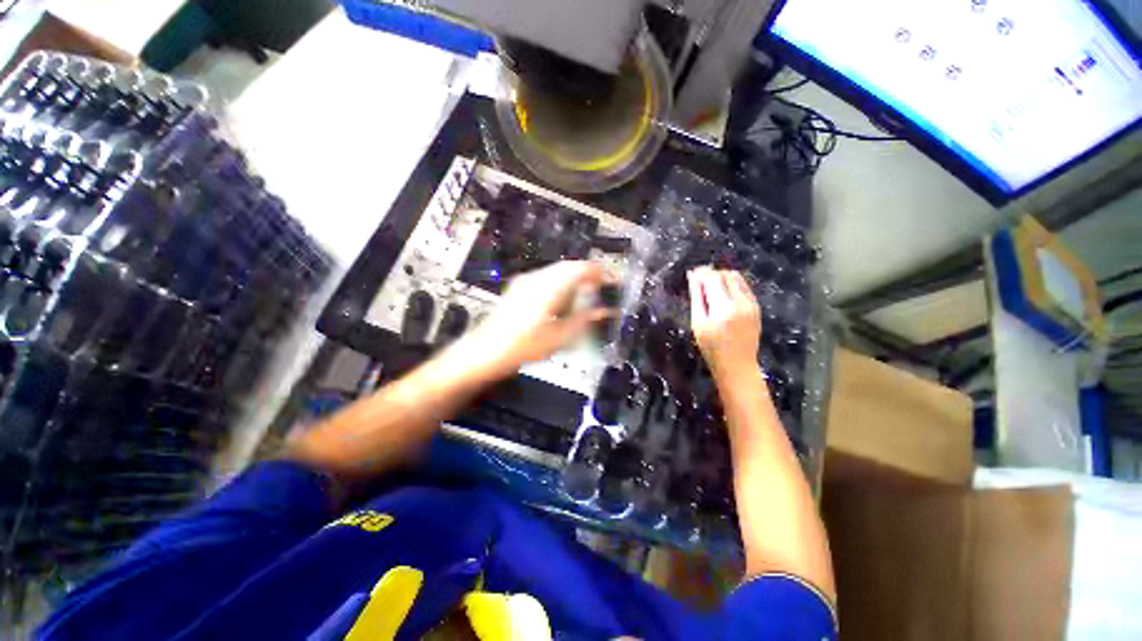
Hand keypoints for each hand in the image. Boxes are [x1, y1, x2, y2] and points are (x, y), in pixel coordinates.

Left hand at [463, 261, 610, 373]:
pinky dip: (562, 283)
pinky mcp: (519, 288)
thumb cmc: (523, 347)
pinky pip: (547, 277)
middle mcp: (537, 279)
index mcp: (548, 288)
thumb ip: (585, 321)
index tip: (613, 280)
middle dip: (588, 274)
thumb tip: (605, 311)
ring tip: (587, 293)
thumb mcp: (560, 338)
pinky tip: (565, 298)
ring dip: (575, 278)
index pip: (579, 269)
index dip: (599, 272)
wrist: (485, 352)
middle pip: (568, 267)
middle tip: (603, 286)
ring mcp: (525, 282)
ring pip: (557, 271)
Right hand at [687, 267, 761, 378]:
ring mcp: (752, 304)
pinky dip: (732, 286)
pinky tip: (722, 296)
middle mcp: (742, 302)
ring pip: (738, 279)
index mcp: (724, 307)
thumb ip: (696, 297)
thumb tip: (692, 276)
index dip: (702, 272)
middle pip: (727, 275)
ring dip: (723, 278)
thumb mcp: (698, 323)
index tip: (692, 273)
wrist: (737, 365)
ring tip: (710, 288)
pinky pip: (744, 288)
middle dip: (712, 274)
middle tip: (700, 281)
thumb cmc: (711, 348)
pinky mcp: (757, 307)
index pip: (714, 278)